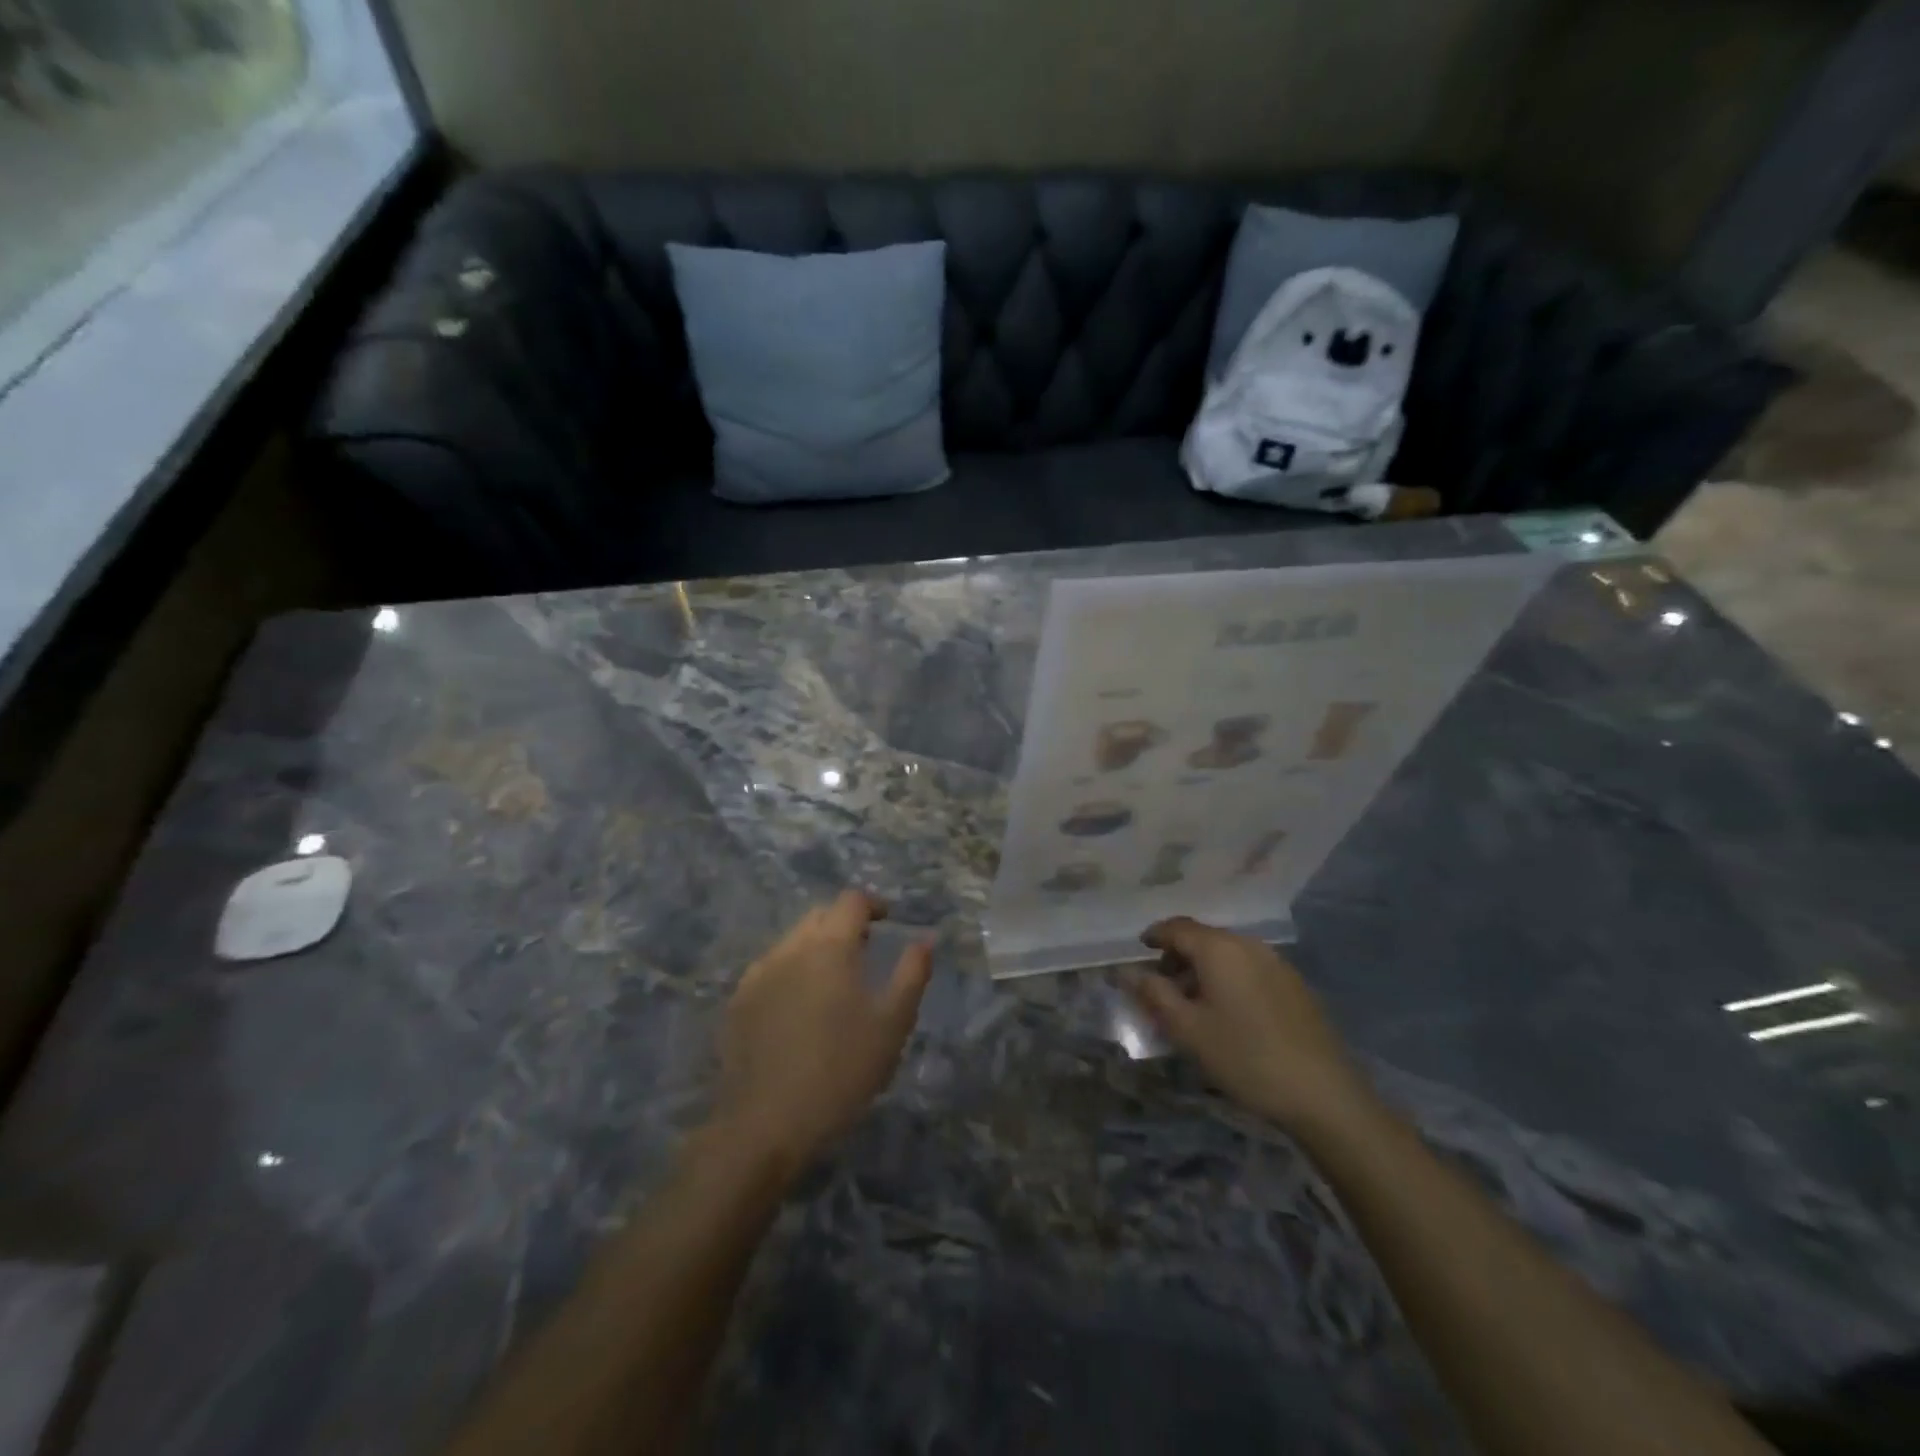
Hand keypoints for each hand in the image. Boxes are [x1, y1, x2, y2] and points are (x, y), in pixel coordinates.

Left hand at [716, 890, 931, 1169]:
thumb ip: (912, 973)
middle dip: (844, 923)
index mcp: (830, 946)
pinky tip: (799, 1007)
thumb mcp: (893, 1023)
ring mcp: (758, 974)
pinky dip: (791, 972)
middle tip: (865, 952)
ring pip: (792, 942)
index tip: (888, 921)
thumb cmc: (842, 1069)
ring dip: (816, 947)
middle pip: (819, 916)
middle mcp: (790, 948)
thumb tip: (925, 938)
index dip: (874, 905)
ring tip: (833, 982)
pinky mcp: (738, 1002)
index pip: (852, 901)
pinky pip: (771, 969)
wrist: (767, 1123)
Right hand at [1129, 917, 1373, 1138]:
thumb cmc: (1245, 1057)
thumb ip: (1153, 994)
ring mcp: (1277, 963)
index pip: (1176, 927)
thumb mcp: (1188, 1030)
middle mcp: (1248, 944)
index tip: (1139, 954)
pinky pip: (1250, 968)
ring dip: (1204, 969)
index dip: (1154, 937)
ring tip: (1194, 1005)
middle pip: (1203, 938)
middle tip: (1162, 987)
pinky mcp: (1295, 985)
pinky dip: (1230, 979)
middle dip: (1178, 956)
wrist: (1324, 1095)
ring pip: (1228, 954)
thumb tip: (1124, 971)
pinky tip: (1230, 1014)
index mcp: (1219, 948)